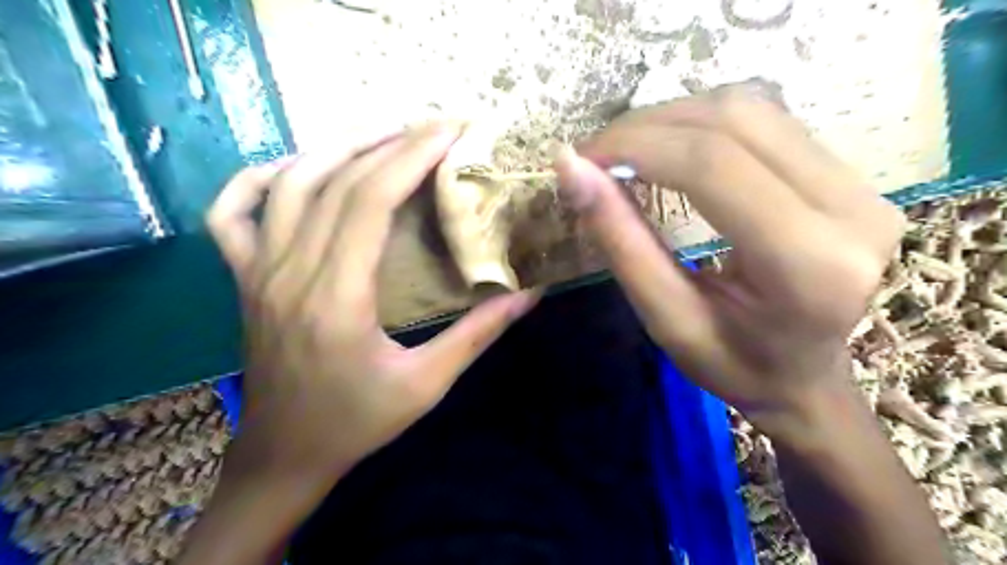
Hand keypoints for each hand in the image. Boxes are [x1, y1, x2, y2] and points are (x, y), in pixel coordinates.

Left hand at [204, 124, 542, 484]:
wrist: (286, 454)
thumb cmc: (357, 422)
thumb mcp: (427, 384)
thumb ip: (478, 335)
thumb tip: (529, 294)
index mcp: (337, 298)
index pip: (370, 200)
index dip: (411, 157)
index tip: (449, 132)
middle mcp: (290, 272)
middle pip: (336, 181)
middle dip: (389, 142)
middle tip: (433, 127)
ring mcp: (257, 272)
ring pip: (289, 184)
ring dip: (338, 148)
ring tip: (385, 134)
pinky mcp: (244, 278)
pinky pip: (232, 213)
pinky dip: (260, 178)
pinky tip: (297, 167)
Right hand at [550, 81, 904, 436]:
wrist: (805, 378)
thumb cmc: (734, 365)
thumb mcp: (666, 318)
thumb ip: (621, 241)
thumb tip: (571, 169)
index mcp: (808, 265)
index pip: (713, 166)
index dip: (637, 147)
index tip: (581, 159)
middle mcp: (852, 210)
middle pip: (735, 121)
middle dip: (649, 126)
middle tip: (597, 155)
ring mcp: (863, 185)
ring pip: (752, 108)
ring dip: (674, 119)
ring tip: (626, 152)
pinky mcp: (853, 175)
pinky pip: (767, 121)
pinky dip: (702, 124)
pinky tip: (670, 150)